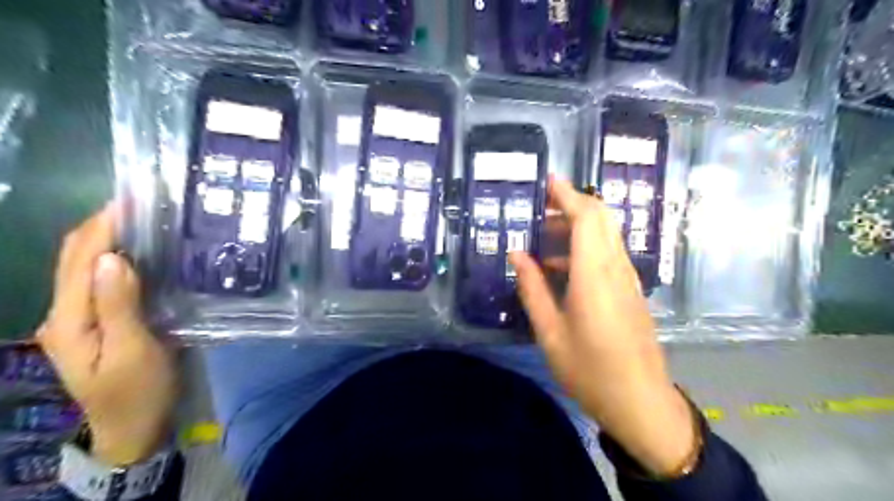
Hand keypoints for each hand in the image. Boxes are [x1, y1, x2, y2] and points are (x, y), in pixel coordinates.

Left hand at [37, 202, 177, 464]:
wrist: (134, 425)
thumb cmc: (139, 390)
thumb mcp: (133, 350)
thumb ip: (119, 305)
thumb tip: (113, 258)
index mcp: (68, 320)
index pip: (79, 260)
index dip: (102, 227)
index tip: (131, 201)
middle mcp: (64, 313)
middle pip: (73, 258)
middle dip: (100, 225)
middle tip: (140, 204)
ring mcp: (78, 318)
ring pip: (84, 267)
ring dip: (107, 239)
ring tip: (141, 220)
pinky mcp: (97, 322)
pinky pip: (99, 281)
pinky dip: (115, 259)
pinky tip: (140, 252)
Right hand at [513, 179, 692, 475]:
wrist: (640, 401)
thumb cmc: (590, 369)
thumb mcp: (550, 332)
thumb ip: (533, 288)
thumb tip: (518, 255)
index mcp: (594, 274)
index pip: (587, 217)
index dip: (568, 194)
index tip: (548, 182)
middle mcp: (616, 268)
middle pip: (602, 218)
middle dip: (573, 203)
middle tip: (540, 207)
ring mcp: (628, 278)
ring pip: (607, 234)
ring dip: (578, 225)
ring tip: (542, 237)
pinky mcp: (630, 290)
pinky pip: (609, 253)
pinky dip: (586, 245)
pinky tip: (561, 266)